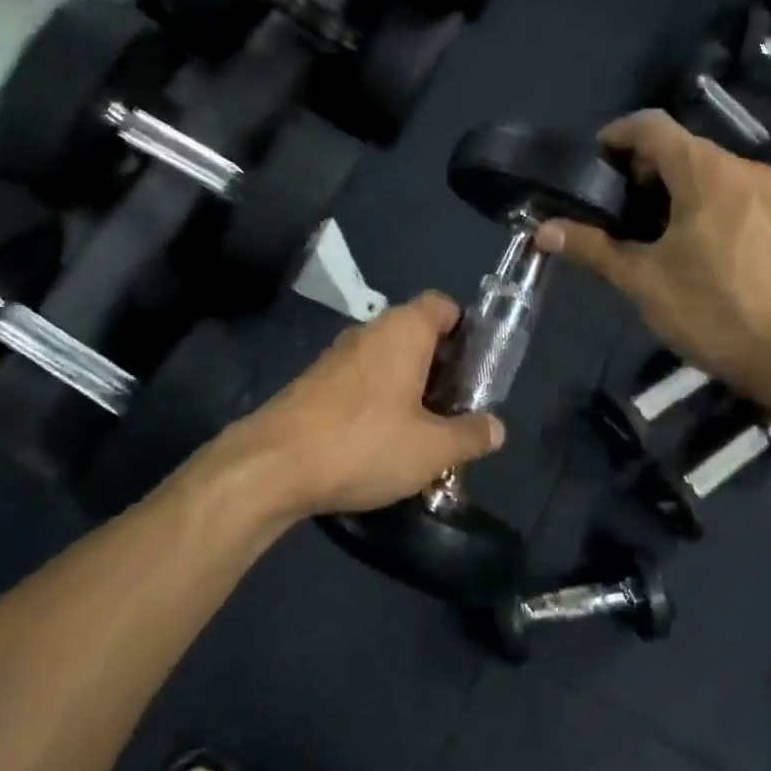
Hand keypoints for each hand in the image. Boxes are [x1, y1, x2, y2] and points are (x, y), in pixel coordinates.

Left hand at [228, 292, 504, 517]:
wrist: (273, 465)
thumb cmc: (364, 443)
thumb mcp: (432, 449)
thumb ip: (470, 435)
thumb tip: (496, 427)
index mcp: (403, 331)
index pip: (442, 305)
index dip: (466, 329)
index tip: (478, 367)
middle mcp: (368, 332)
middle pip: (416, 335)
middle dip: (441, 368)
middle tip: (458, 409)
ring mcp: (336, 357)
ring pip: (387, 362)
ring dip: (409, 389)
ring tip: (426, 433)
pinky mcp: (314, 384)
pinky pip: (360, 382)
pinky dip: (379, 402)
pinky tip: (382, 443)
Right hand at [536, 110, 770, 412]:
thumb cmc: (717, 311)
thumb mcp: (643, 281)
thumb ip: (592, 248)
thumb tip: (542, 230)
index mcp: (706, 172)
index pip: (652, 126)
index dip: (615, 135)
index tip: (591, 164)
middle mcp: (742, 170)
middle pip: (680, 148)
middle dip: (639, 169)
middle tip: (610, 207)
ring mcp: (770, 196)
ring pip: (708, 173)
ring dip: (670, 189)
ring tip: (643, 232)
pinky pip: (731, 196)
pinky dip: (700, 206)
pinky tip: (688, 251)